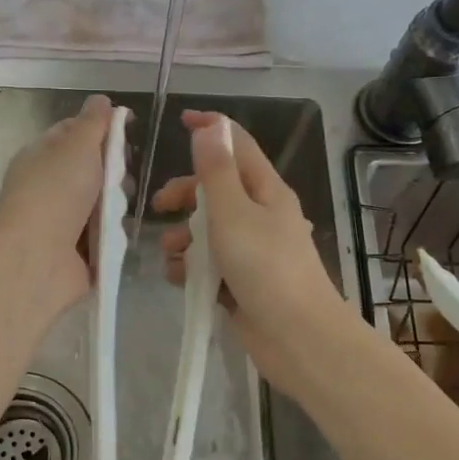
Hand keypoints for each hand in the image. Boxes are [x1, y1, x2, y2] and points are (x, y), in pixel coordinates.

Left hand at [0, 93, 115, 319]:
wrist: (39, 260)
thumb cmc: (56, 193)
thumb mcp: (77, 146)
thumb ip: (93, 122)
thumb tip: (101, 100)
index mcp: (38, 157)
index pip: (70, 133)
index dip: (98, 129)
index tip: (126, 131)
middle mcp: (45, 187)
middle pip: (89, 169)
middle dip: (112, 171)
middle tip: (124, 175)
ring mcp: (58, 221)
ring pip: (98, 203)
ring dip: (115, 203)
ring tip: (122, 206)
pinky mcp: (73, 251)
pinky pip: (101, 233)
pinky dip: (112, 233)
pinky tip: (121, 231)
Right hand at [155, 111, 346, 394]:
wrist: (297, 338)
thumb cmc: (266, 267)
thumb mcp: (233, 212)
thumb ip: (216, 171)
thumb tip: (210, 126)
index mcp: (266, 190)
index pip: (238, 145)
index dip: (211, 129)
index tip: (181, 121)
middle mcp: (260, 215)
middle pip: (215, 189)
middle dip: (185, 195)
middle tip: (161, 207)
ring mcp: (252, 250)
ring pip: (208, 230)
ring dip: (184, 238)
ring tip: (173, 257)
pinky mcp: (242, 281)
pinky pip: (209, 264)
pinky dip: (192, 268)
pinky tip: (182, 280)